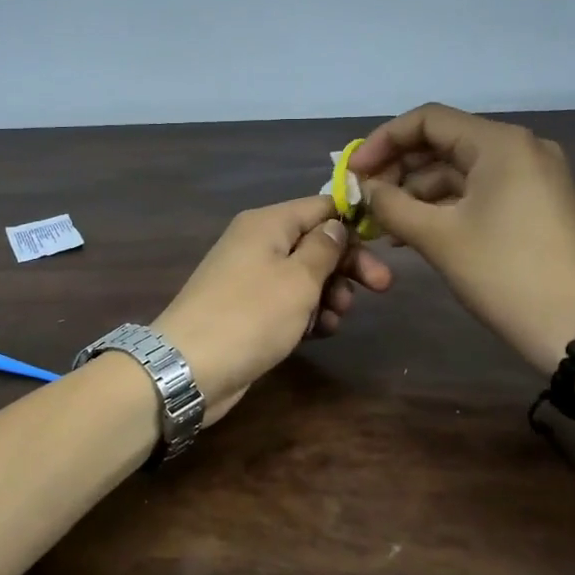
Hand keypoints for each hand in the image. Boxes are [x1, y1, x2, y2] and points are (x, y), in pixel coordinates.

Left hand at [154, 196, 392, 423]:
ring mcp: (249, 278)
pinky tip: (318, 333)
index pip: (320, 206)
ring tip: (335, 320)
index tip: (384, 245)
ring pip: (303, 276)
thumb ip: (324, 248)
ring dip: (328, 295)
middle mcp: (256, 243)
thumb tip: (336, 226)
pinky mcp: (247, 311)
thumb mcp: (298, 279)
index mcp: (267, 223)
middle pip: (314, 242)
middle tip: (382, 288)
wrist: (189, 367)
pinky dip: (306, 314)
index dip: (353, 222)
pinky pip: (286, 303)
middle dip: (347, 266)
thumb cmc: (251, 315)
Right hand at [350, 103, 574, 368]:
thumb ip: (391, 204)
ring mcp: (531, 176)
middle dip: (398, 169)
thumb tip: (366, 189)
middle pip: (443, 142)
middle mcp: (519, 148)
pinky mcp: (534, 203)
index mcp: (500, 143)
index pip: (428, 120)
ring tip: (383, 224)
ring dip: (417, 192)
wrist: (573, 326)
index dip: (383, 141)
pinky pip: (478, 191)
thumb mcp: (437, 236)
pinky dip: (444, 206)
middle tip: (365, 200)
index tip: (354, 173)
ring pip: (459, 170)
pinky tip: (413, 231)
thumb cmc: (502, 272)